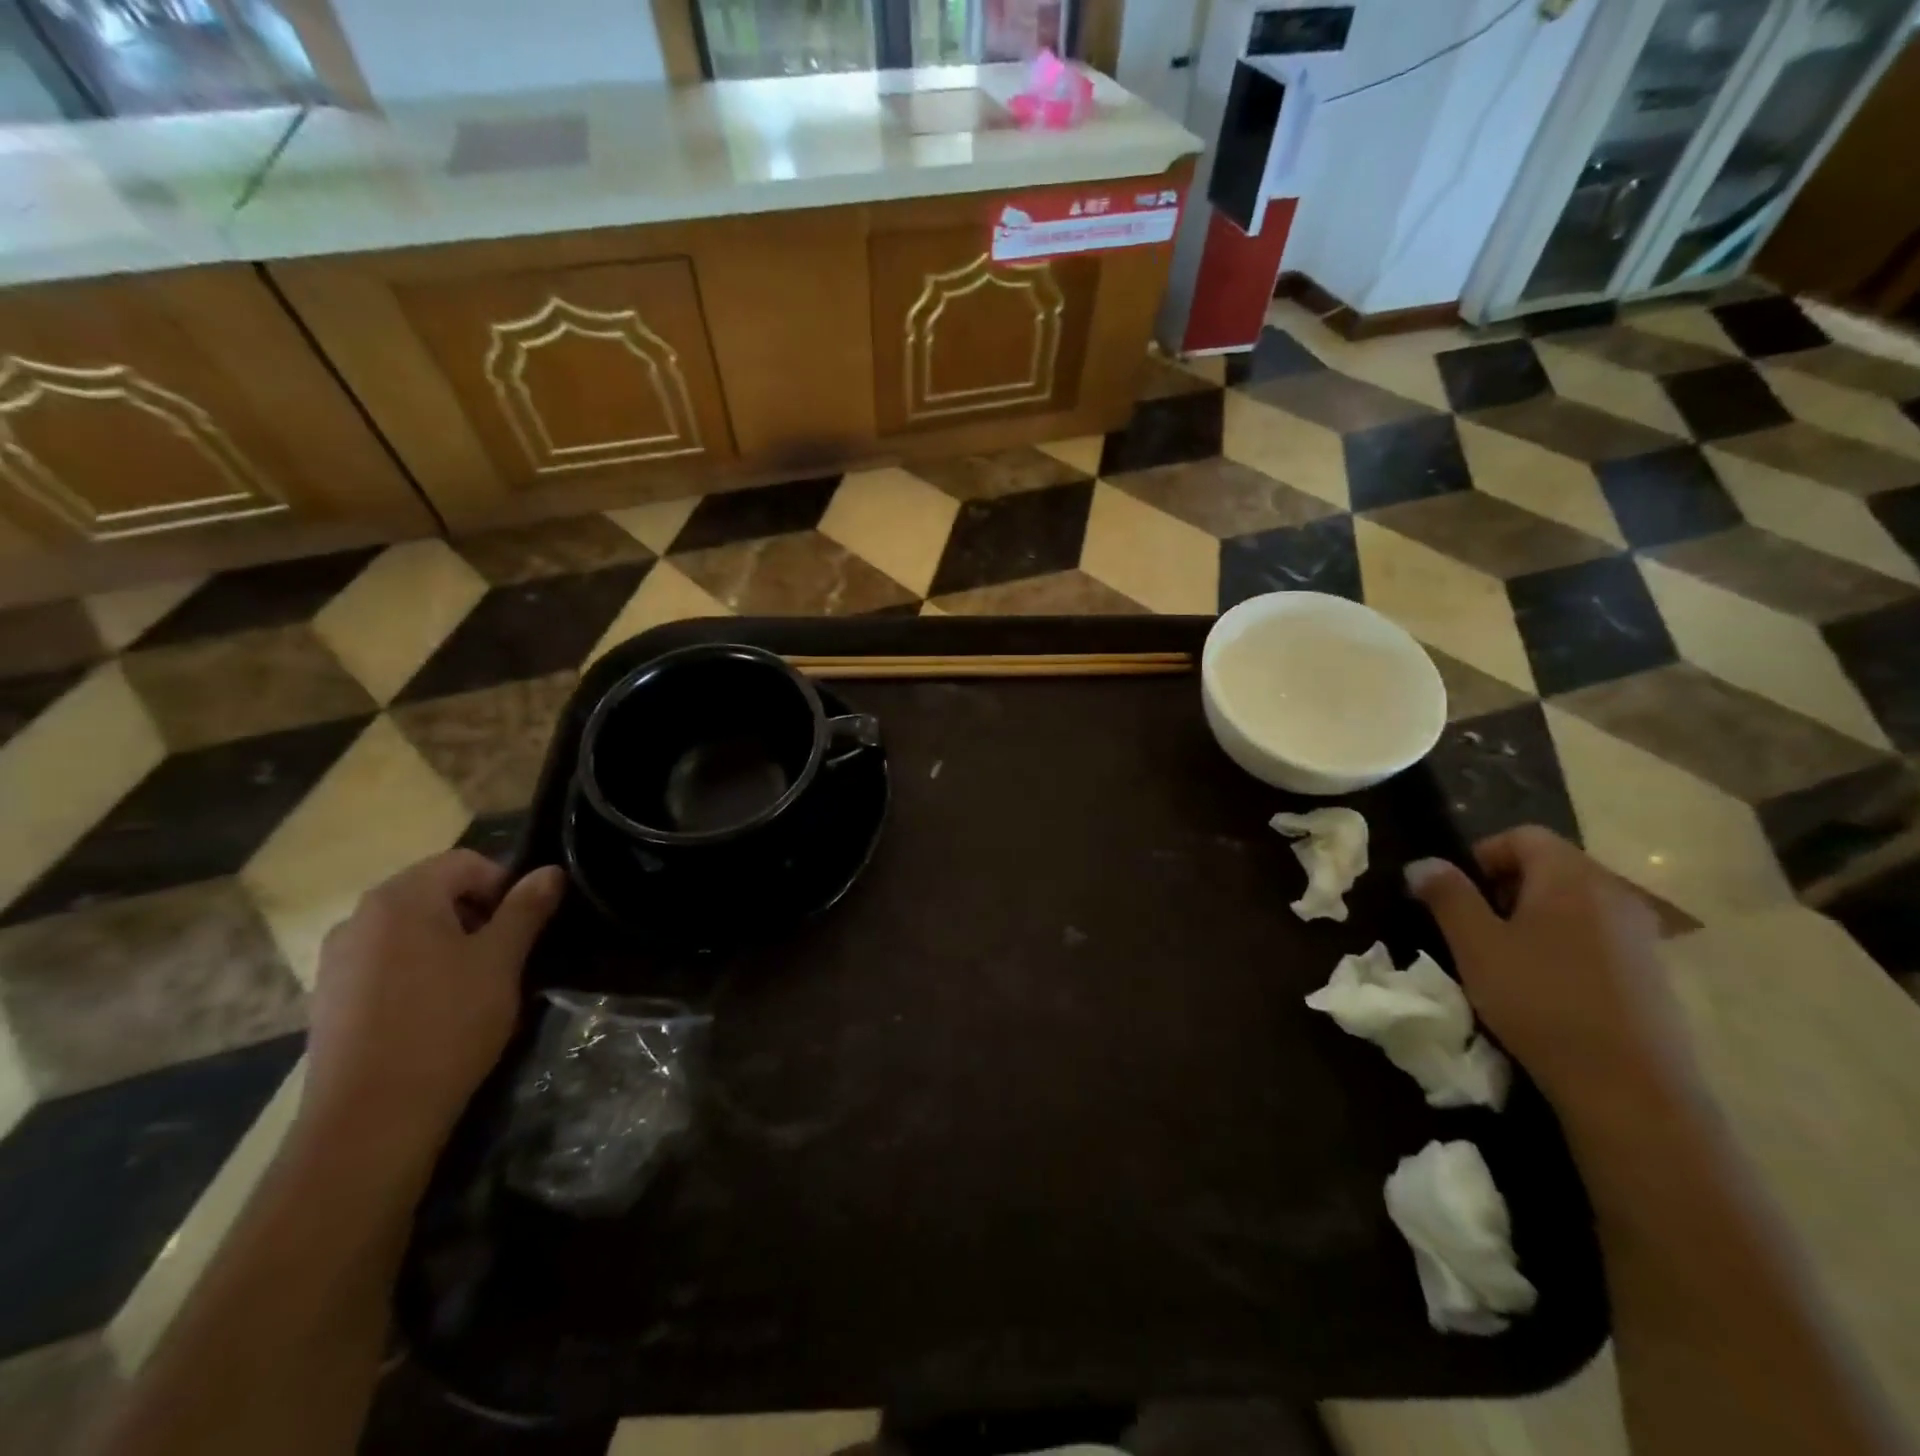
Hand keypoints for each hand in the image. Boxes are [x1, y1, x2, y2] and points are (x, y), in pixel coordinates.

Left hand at [299, 851, 564, 1165]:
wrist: (371, 1118)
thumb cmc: (446, 1024)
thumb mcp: (501, 961)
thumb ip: (526, 909)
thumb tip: (550, 871)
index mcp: (401, 898)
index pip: (465, 863)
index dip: (504, 885)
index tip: (523, 927)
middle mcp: (360, 917)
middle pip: (435, 892)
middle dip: (478, 914)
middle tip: (505, 956)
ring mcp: (338, 959)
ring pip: (412, 929)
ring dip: (450, 943)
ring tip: (475, 985)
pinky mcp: (331, 997)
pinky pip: (387, 962)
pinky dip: (419, 970)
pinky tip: (436, 1010)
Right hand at [1405, 827, 1697, 1114]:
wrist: (1629, 1086)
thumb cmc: (1540, 1000)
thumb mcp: (1475, 945)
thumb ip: (1447, 895)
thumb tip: (1422, 863)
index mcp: (1570, 877)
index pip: (1522, 835)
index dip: (1481, 855)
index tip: (1459, 895)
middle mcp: (1613, 892)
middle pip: (1550, 866)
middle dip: (1505, 887)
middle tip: (1477, 928)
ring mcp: (1640, 932)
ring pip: (1572, 902)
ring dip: (1534, 917)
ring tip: (1507, 959)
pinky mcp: (1652, 969)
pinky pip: (1596, 934)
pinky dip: (1564, 943)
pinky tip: (1547, 986)